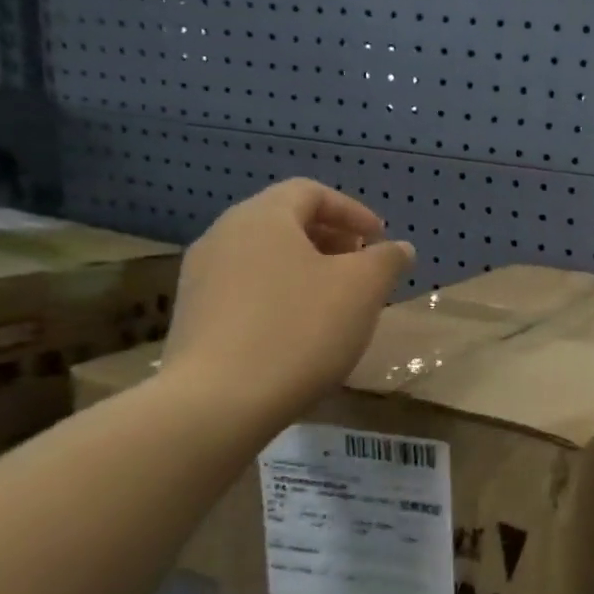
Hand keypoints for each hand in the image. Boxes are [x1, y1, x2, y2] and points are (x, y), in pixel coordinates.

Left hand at [162, 180, 413, 426]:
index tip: (380, 239)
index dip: (352, 211)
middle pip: (284, 222)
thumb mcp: (363, 289)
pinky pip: (247, 289)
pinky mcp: (194, 317)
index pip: (310, 192)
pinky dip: (281, 294)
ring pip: (265, 257)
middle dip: (331, 239)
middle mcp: (223, 236)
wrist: (218, 402)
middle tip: (363, 266)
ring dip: (307, 269)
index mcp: (262, 218)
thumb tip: (399, 248)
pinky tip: (301, 330)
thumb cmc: (300, 329)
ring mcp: (201, 278)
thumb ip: (387, 260)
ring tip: (337, 300)